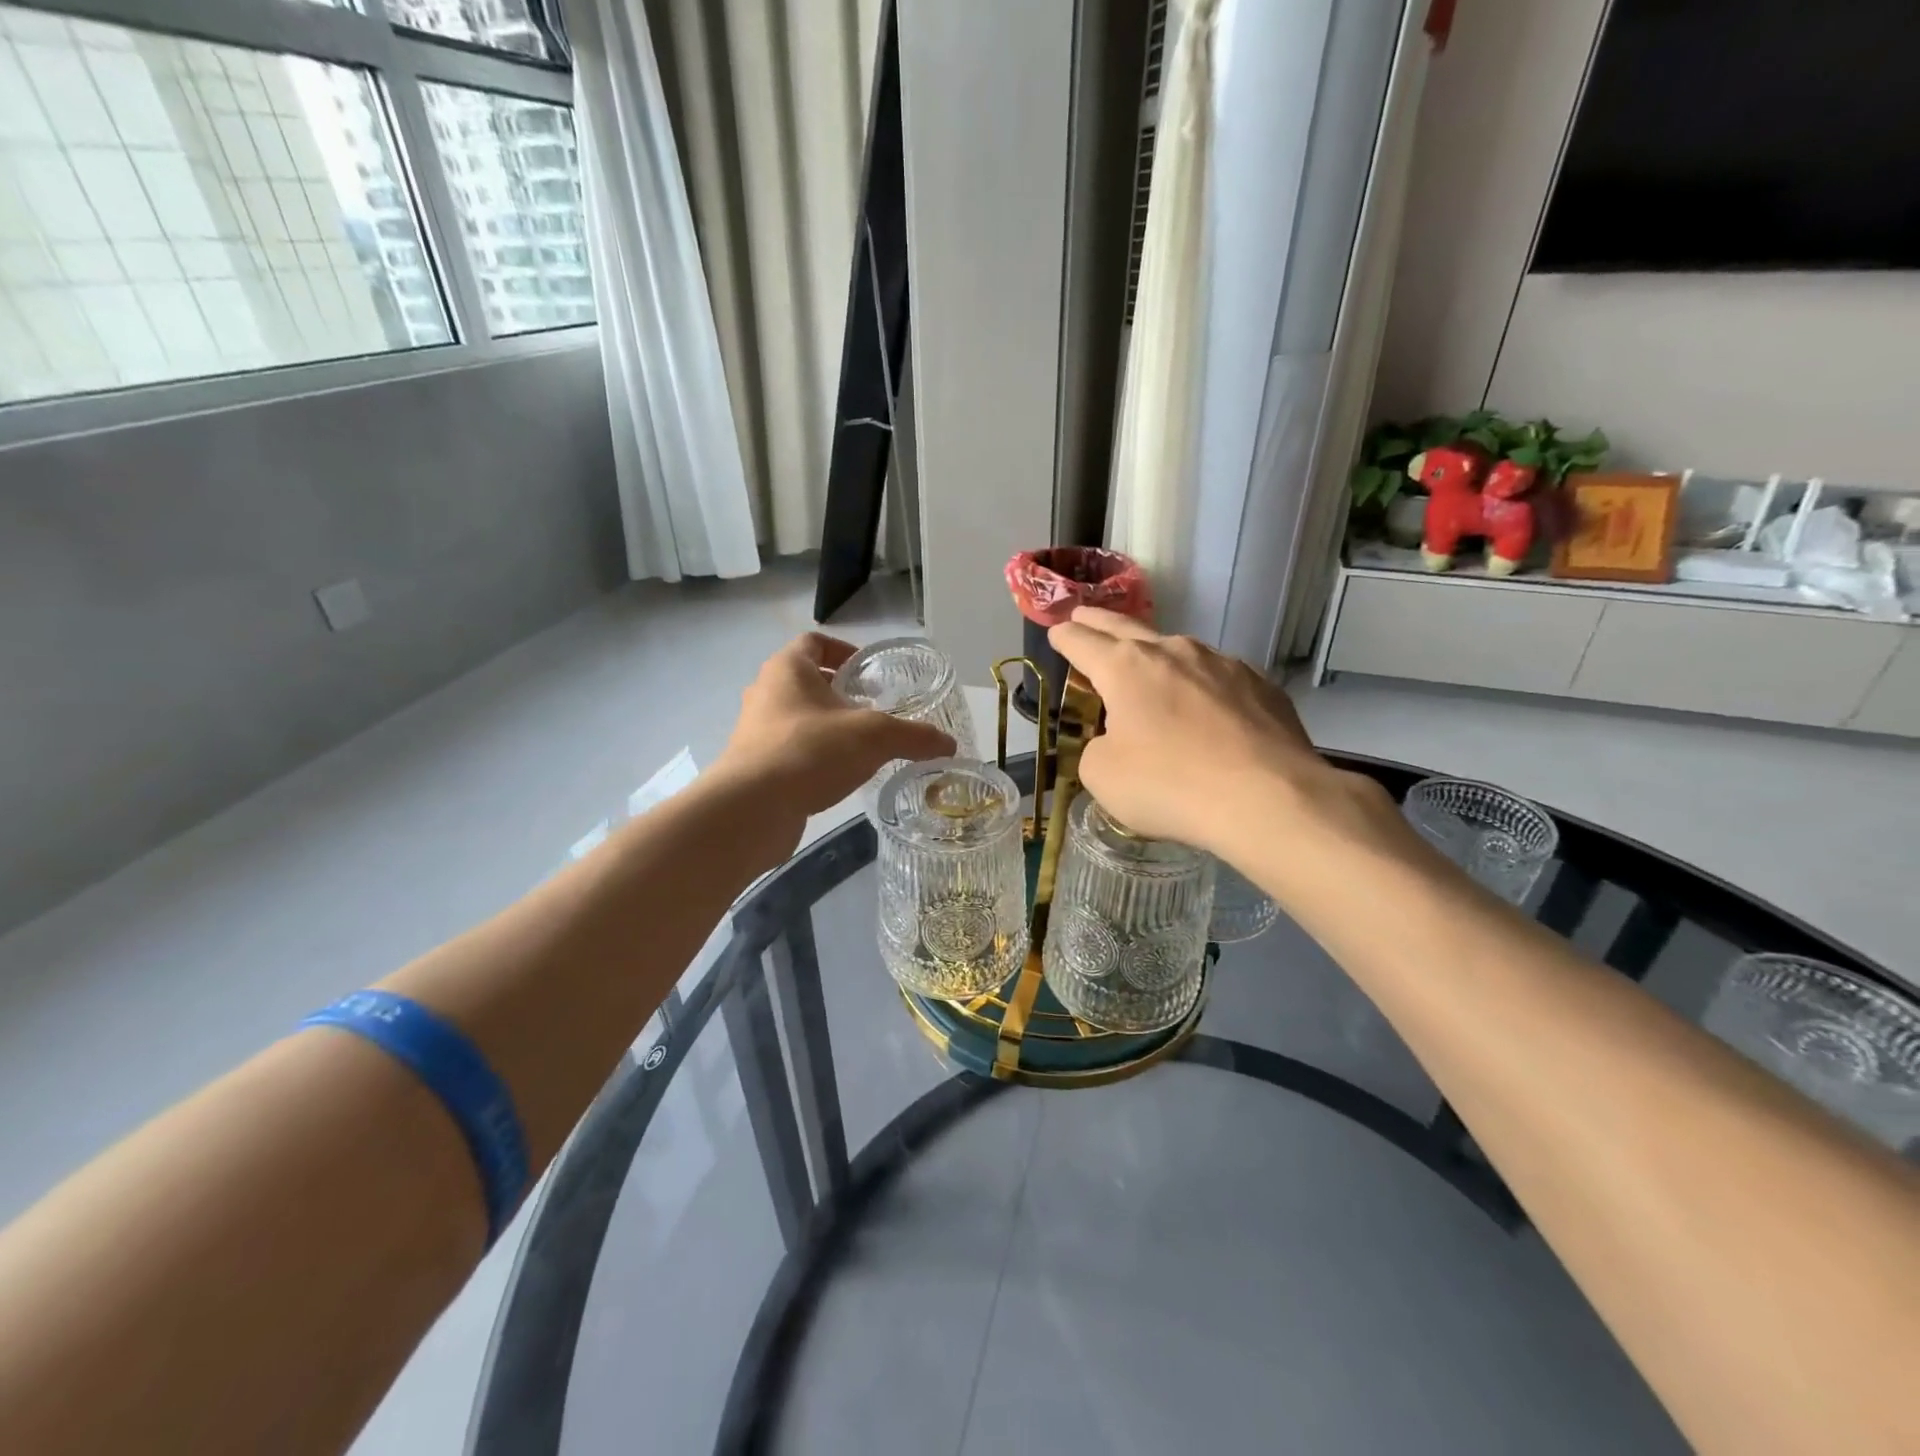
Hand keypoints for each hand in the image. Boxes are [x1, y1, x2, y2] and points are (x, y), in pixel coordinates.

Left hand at [713, 634, 955, 827]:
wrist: (752, 808)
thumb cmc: (811, 751)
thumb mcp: (874, 737)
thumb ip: (914, 736)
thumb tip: (950, 744)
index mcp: (788, 668)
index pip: (815, 641)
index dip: (844, 649)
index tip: (869, 671)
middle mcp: (766, 692)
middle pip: (807, 680)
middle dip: (841, 692)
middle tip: (873, 709)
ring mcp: (755, 730)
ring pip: (797, 717)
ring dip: (827, 725)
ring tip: (861, 745)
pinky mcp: (754, 764)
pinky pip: (789, 749)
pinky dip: (814, 755)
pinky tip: (840, 775)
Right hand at [1047, 609, 1390, 867]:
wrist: (1269, 798)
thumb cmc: (1170, 785)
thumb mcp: (1103, 776)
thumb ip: (1096, 748)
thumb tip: (1115, 740)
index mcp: (1125, 668)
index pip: (1081, 642)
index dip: (1064, 638)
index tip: (1056, 633)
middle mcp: (1172, 651)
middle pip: (1124, 627)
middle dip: (1098, 621)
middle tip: (1082, 614)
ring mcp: (1221, 663)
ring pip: (1175, 649)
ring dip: (1153, 653)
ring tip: (1146, 665)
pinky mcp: (1259, 684)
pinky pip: (1216, 677)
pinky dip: (1198, 684)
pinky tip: (1204, 707)